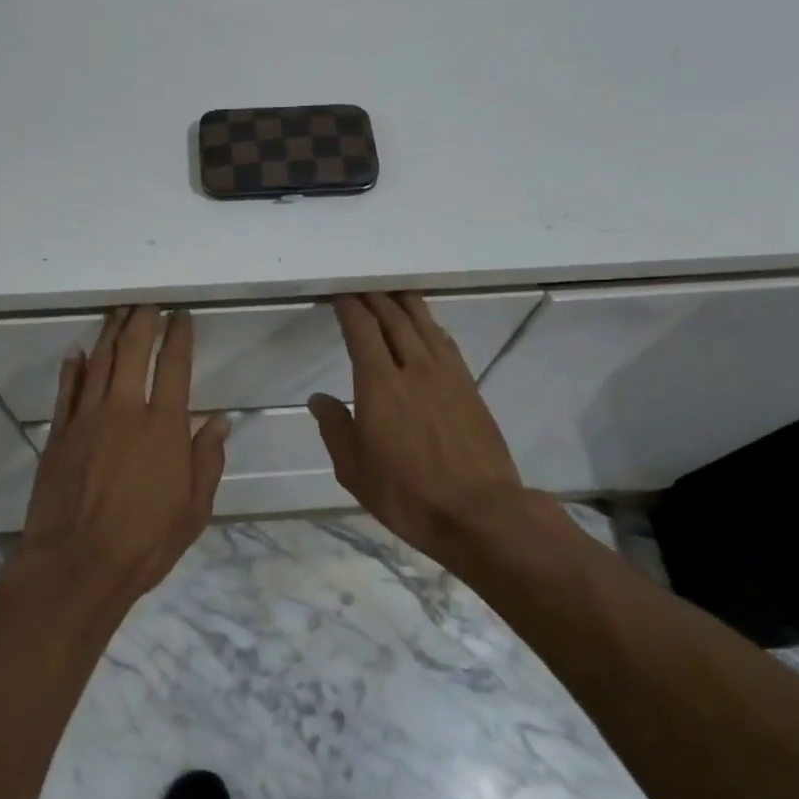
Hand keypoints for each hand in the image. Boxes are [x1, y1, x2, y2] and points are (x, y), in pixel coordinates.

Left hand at [17, 306, 229, 603]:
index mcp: (164, 426)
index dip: (179, 336)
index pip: (175, 366)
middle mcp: (125, 410)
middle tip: (148, 303)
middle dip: (142, 321)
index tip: (182, 316)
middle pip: (133, 351)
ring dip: (110, 333)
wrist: (74, 567)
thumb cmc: (144, 542)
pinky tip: (78, 352)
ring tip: (118, 312)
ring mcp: (87, 419)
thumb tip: (219, 420)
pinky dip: (73, 367)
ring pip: (99, 362)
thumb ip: (207, 460)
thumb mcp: (193, 510)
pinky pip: (67, 390)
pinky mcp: (59, 434)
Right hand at [309, 293, 524, 567]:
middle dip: (374, 297)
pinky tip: (425, 325)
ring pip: (423, 323)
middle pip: (393, 317)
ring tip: (391, 291)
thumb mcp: (355, 471)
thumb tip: (319, 399)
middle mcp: (413, 367)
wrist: (480, 512)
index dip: (349, 306)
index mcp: (380, 384)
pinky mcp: (469, 385)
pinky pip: (444, 341)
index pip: (362, 329)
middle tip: (361, 286)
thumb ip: (335, 429)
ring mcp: (446, 374)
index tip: (339, 294)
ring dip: (404, 303)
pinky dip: (429, 324)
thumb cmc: (408, 495)